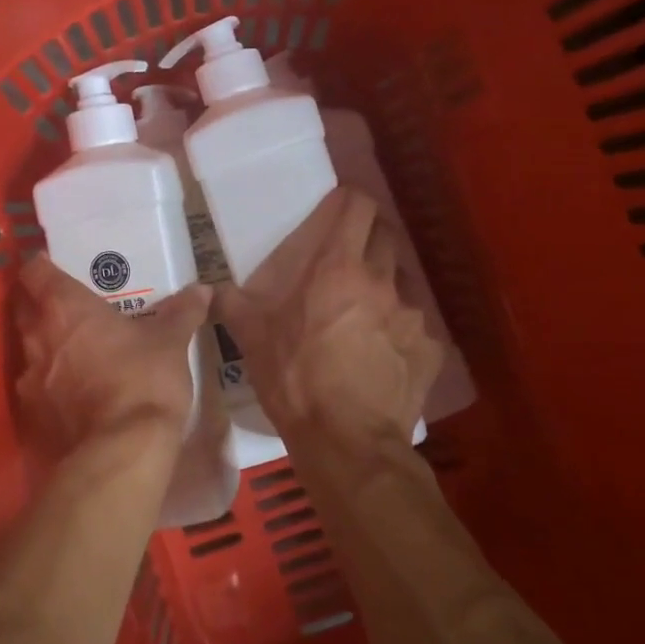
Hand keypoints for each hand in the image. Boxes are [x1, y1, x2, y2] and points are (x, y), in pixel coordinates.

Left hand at [15, 254, 210, 456]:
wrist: (120, 451)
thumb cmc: (143, 380)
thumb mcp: (171, 342)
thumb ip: (182, 312)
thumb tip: (202, 289)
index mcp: (65, 307)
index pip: (35, 273)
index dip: (41, 266)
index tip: (52, 264)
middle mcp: (38, 336)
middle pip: (23, 308)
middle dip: (39, 303)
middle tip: (66, 305)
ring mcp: (29, 378)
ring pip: (28, 349)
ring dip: (45, 346)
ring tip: (72, 350)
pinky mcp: (31, 415)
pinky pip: (35, 388)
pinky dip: (50, 384)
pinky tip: (72, 392)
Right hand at [218, 188, 442, 446]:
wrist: (347, 442)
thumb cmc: (295, 380)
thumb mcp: (252, 339)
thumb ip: (234, 304)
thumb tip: (213, 290)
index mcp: (338, 267)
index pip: (358, 205)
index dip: (349, 201)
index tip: (338, 210)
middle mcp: (382, 280)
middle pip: (386, 234)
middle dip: (368, 237)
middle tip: (347, 259)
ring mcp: (413, 313)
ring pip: (404, 279)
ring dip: (387, 283)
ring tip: (367, 309)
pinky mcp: (431, 347)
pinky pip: (418, 324)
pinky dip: (402, 328)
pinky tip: (385, 352)